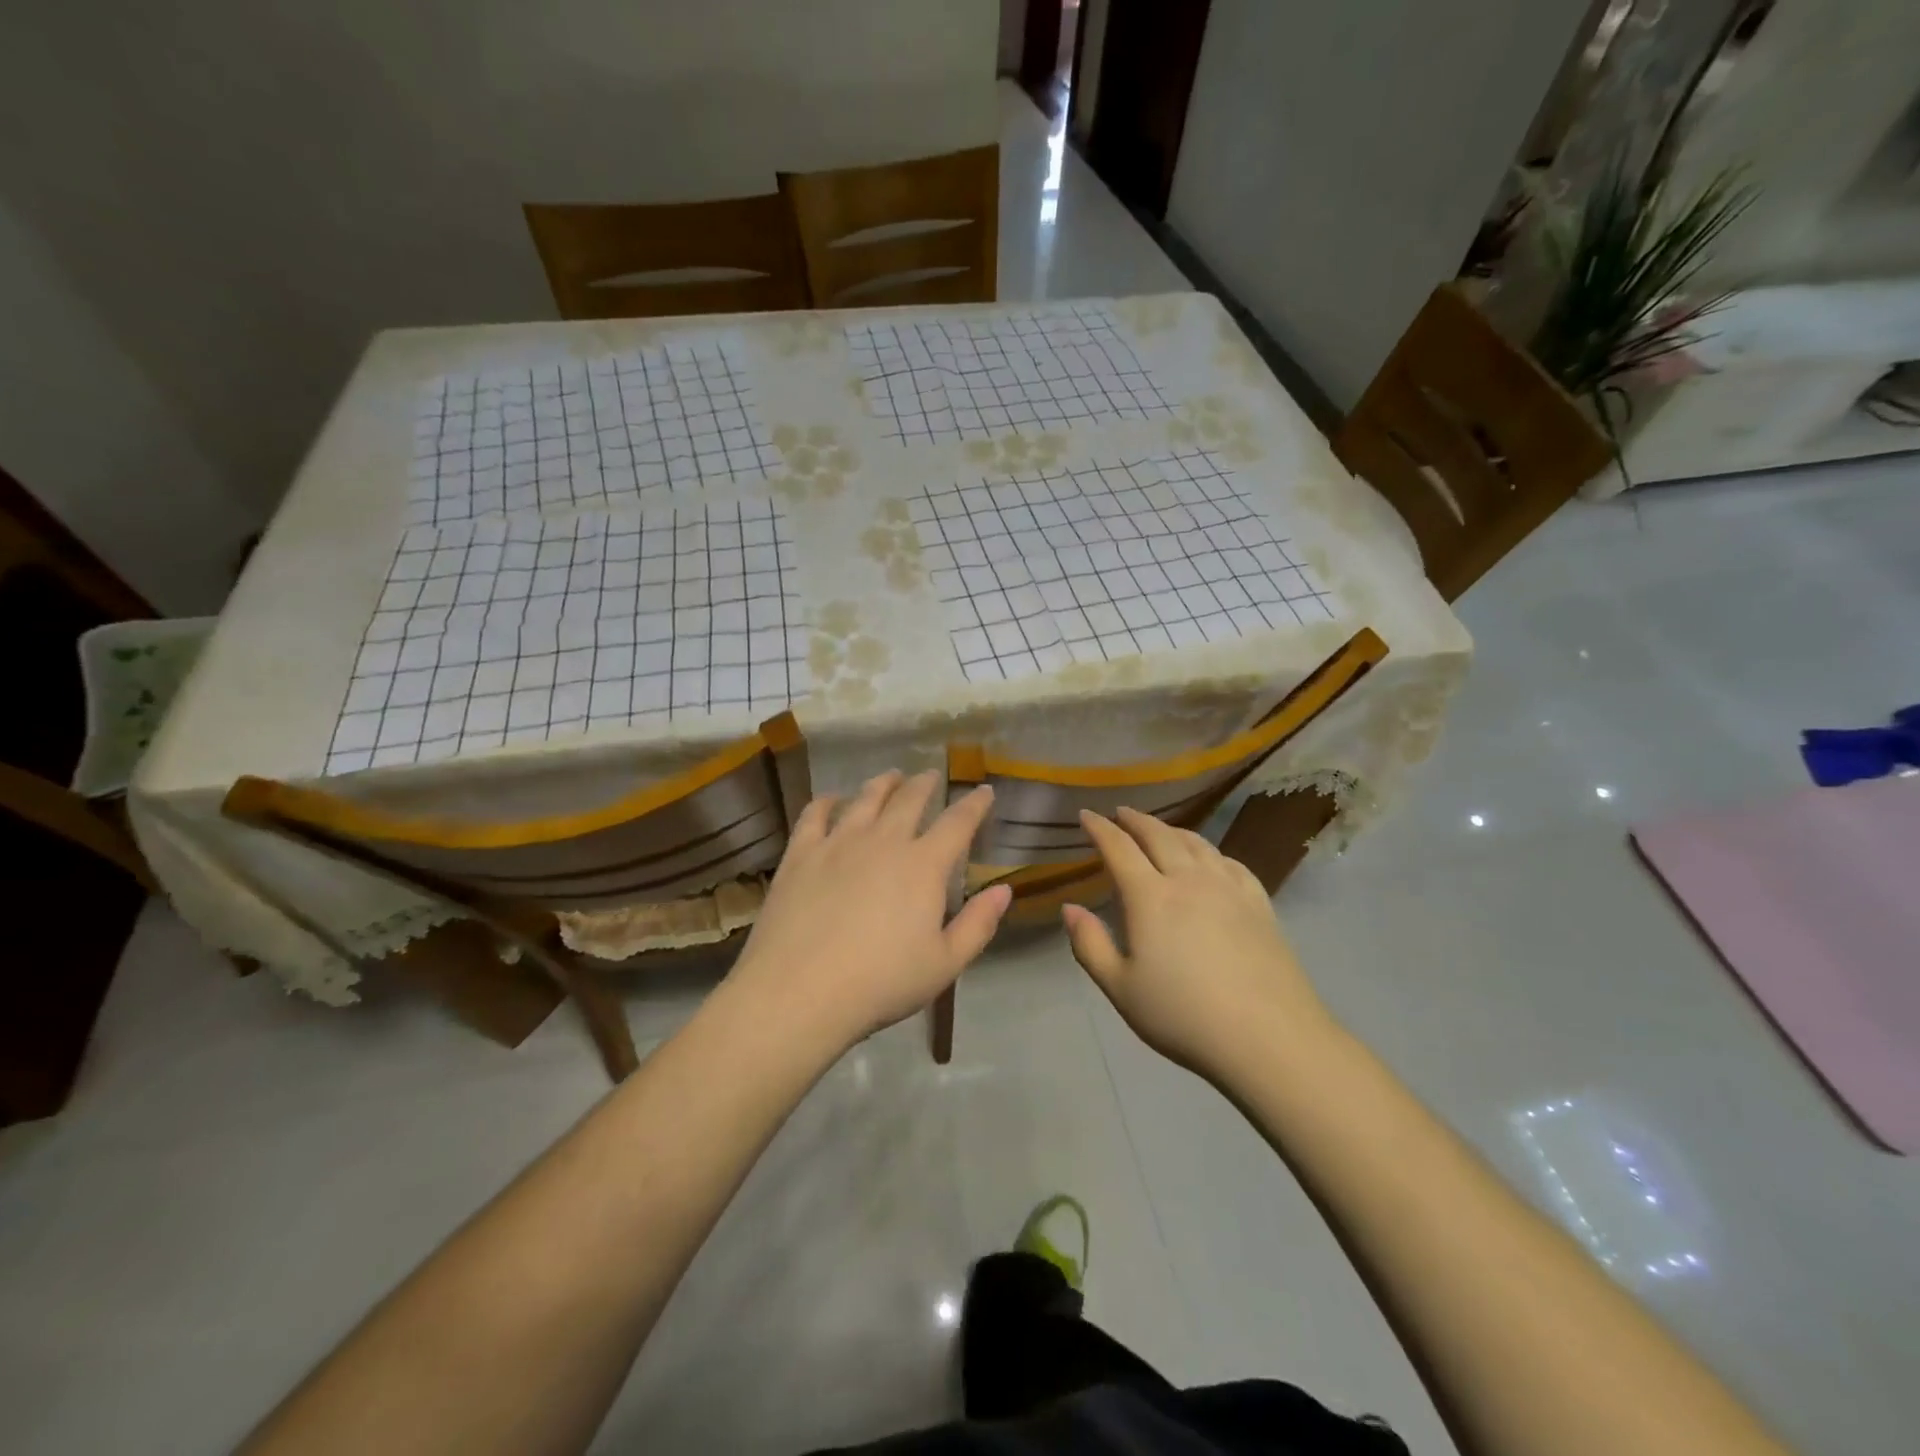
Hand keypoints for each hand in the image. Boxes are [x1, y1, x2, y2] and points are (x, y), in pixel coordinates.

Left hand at [728, 771, 1011, 1054]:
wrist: (799, 991)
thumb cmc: (881, 983)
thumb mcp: (944, 964)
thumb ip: (978, 924)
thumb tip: (1004, 889)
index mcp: (923, 865)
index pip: (958, 822)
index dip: (975, 804)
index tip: (984, 791)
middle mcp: (884, 841)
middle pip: (909, 800)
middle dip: (925, 784)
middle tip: (930, 776)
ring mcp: (838, 842)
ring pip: (865, 799)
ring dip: (883, 784)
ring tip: (891, 777)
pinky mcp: (801, 854)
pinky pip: (815, 814)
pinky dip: (827, 801)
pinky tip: (831, 800)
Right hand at [1063, 808, 1336, 1082]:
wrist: (1269, 1038)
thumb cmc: (1184, 1016)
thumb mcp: (1121, 989)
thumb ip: (1090, 945)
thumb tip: (1069, 908)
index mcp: (1150, 897)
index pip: (1119, 848)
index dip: (1099, 828)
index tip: (1086, 815)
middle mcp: (1188, 880)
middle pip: (1159, 836)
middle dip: (1135, 820)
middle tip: (1121, 813)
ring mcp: (1229, 889)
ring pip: (1196, 843)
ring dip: (1172, 829)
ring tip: (1160, 829)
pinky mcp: (1259, 904)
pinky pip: (1231, 863)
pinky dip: (1211, 852)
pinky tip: (1211, 859)